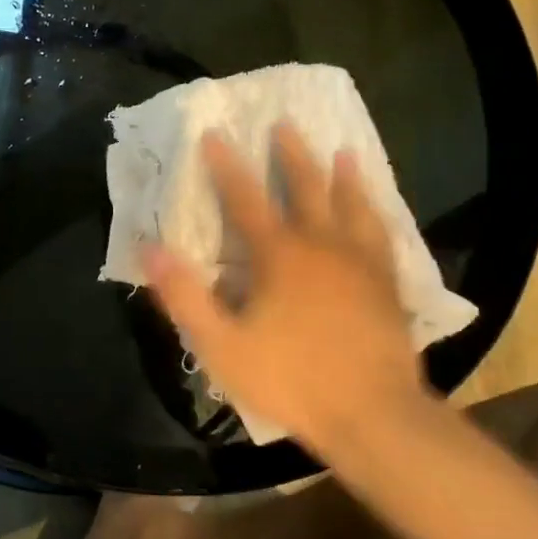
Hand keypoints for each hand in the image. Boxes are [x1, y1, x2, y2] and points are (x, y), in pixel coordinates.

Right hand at [143, 125, 432, 453]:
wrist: (374, 415)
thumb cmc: (291, 379)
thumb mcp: (222, 345)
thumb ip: (185, 296)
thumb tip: (150, 249)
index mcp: (279, 255)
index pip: (245, 199)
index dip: (226, 166)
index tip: (214, 133)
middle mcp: (321, 246)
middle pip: (306, 189)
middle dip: (292, 155)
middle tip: (286, 123)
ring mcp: (360, 263)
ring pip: (352, 206)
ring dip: (345, 177)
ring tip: (345, 152)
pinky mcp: (388, 285)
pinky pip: (382, 236)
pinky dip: (377, 214)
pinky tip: (379, 210)